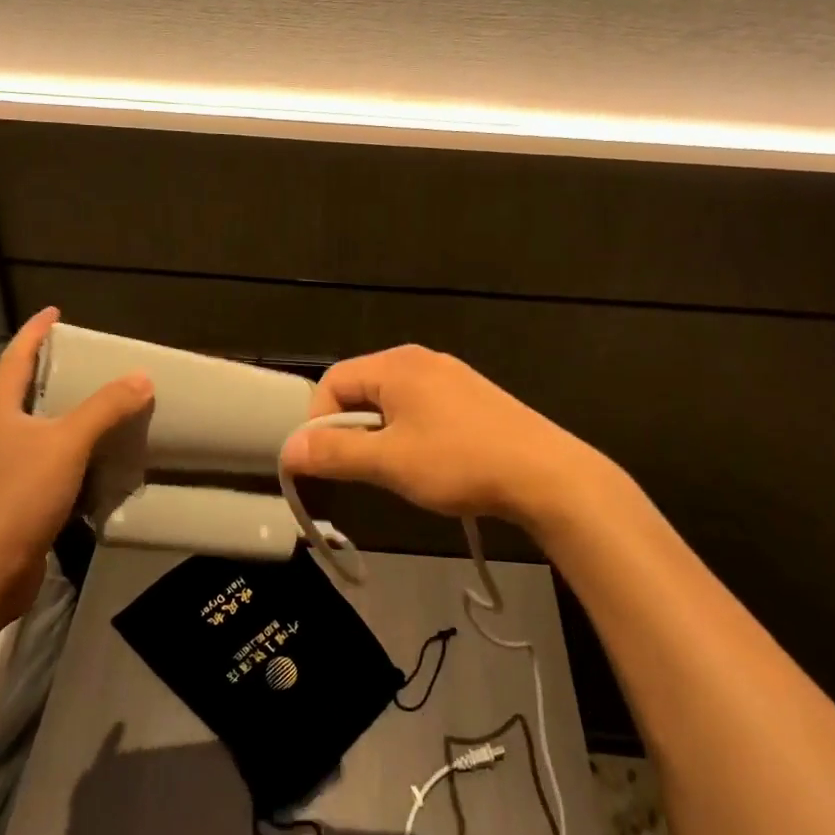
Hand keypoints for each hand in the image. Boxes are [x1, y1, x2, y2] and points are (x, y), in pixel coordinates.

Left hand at [0, 308, 152, 612]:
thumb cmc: (18, 495)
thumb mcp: (67, 443)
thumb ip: (105, 408)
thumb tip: (141, 377)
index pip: (15, 357)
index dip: (35, 332)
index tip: (54, 312)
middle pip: (22, 391)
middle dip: (51, 371)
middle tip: (88, 359)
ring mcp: (0, 468)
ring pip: (36, 429)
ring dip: (64, 414)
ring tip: (100, 403)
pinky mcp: (13, 499)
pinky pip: (46, 462)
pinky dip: (71, 451)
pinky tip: (96, 457)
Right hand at [278, 344, 620, 533]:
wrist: (546, 474)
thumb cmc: (459, 463)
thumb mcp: (389, 462)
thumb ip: (335, 454)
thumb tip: (288, 450)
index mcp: (397, 365)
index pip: (333, 381)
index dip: (317, 422)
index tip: (323, 463)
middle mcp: (421, 360)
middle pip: (362, 389)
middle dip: (350, 430)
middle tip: (358, 470)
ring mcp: (451, 376)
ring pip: (393, 402)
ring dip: (380, 435)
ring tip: (394, 471)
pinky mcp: (472, 398)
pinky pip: (422, 408)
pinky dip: (410, 433)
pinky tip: (429, 463)